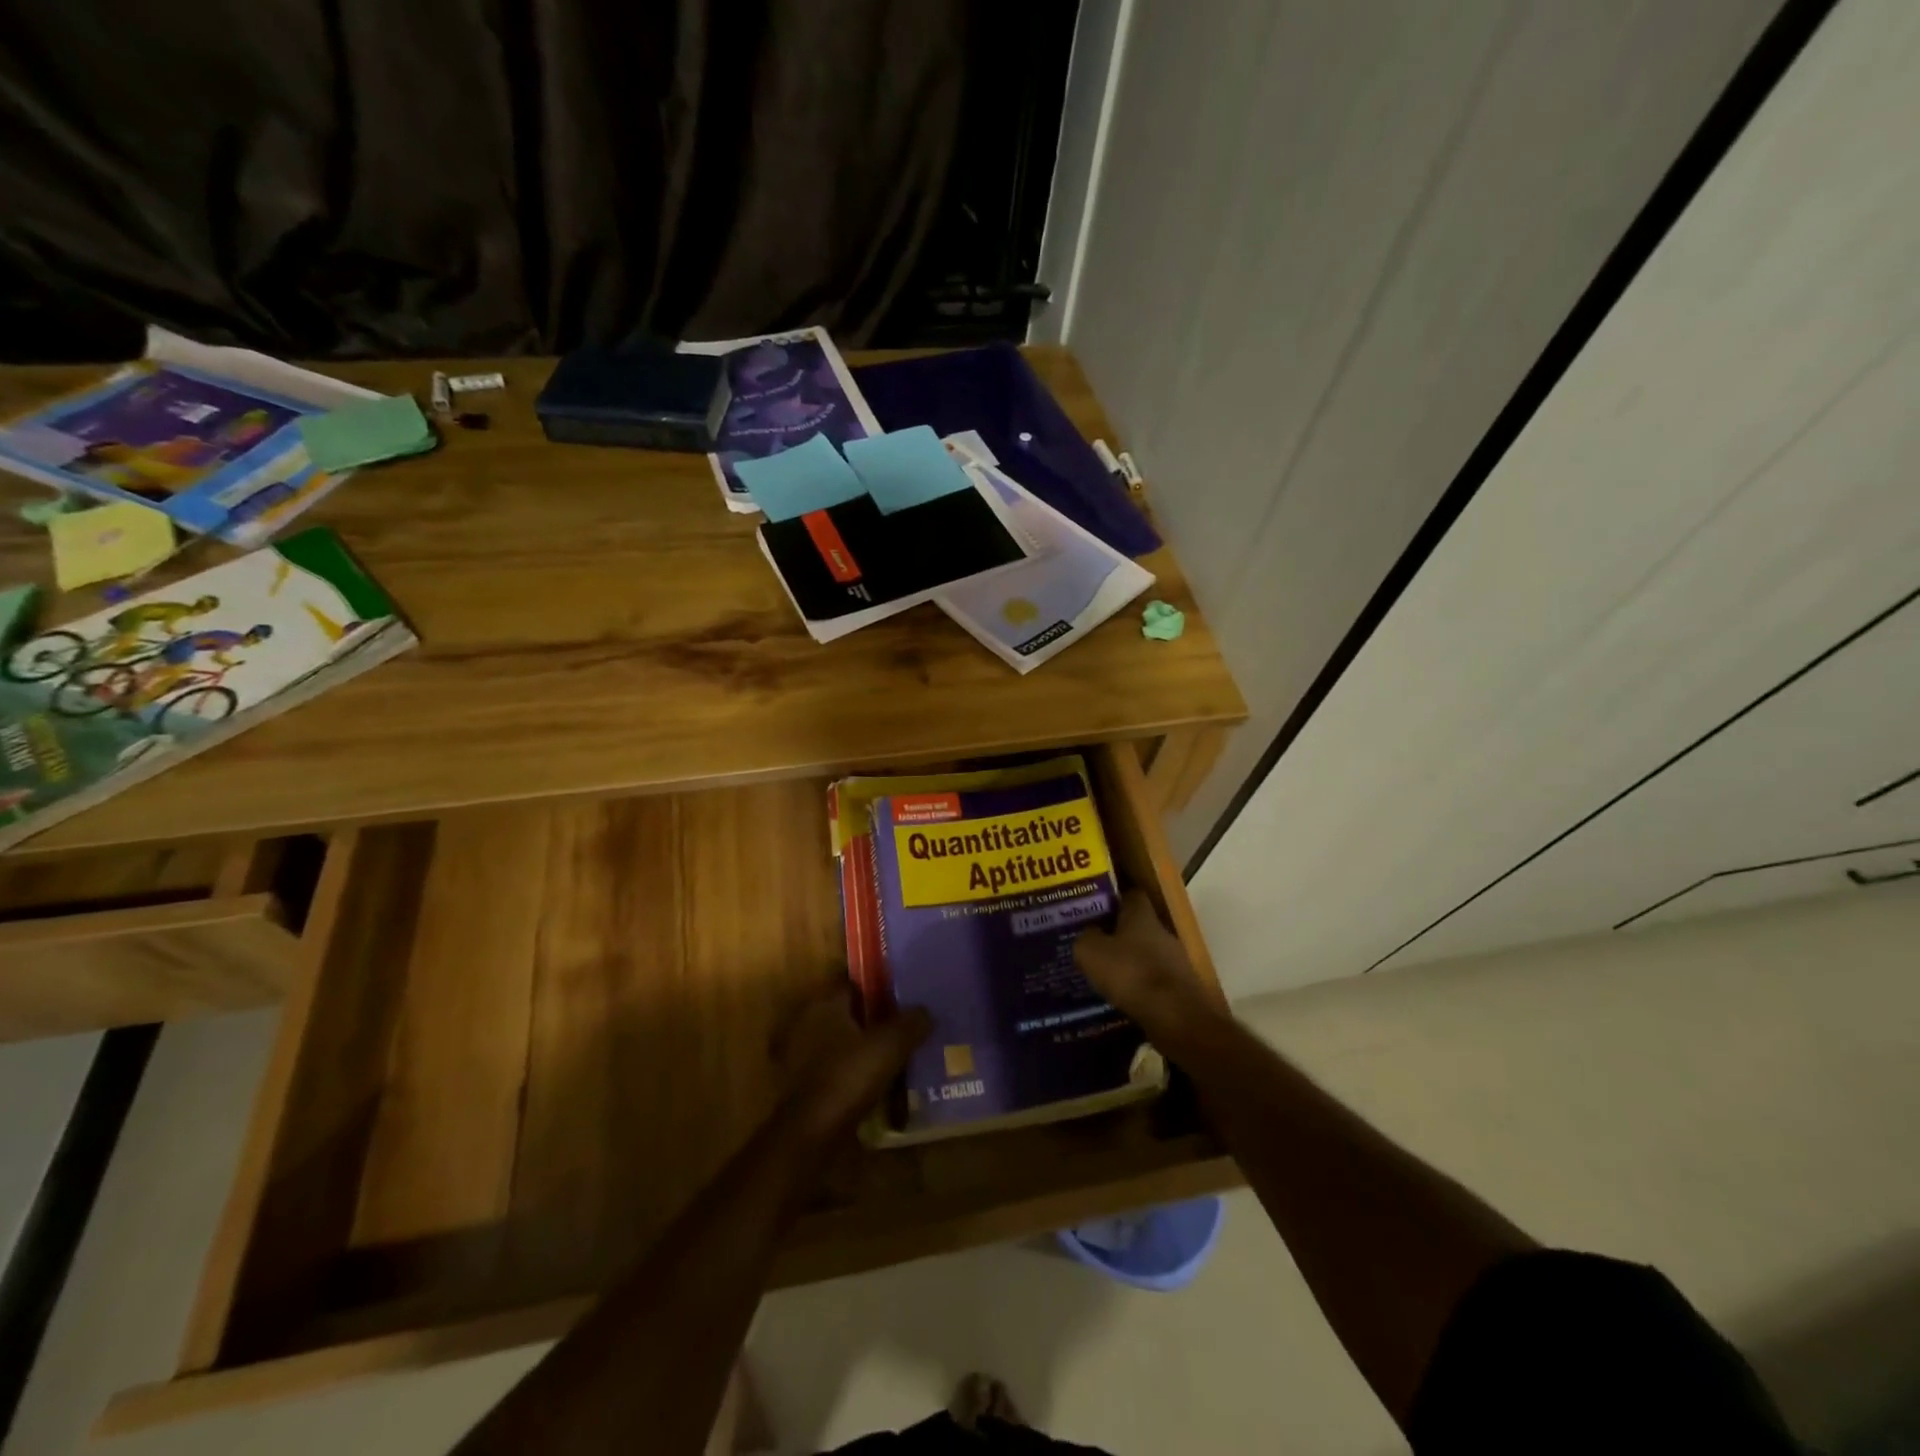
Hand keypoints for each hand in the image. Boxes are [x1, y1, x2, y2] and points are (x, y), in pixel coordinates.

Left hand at [775, 993, 930, 1145]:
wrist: (809, 1135)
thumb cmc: (847, 1077)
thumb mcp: (889, 1046)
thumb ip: (910, 1023)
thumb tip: (926, 1011)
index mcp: (824, 1004)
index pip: (853, 983)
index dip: (879, 987)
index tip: (904, 997)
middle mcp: (806, 1022)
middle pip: (847, 1013)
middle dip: (872, 1020)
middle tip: (904, 1028)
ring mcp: (799, 1056)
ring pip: (840, 1042)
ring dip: (861, 1049)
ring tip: (894, 1058)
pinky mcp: (800, 1086)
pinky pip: (833, 1069)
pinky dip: (850, 1073)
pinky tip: (874, 1084)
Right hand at [1075, 890, 1217, 1040]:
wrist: (1175, 1016)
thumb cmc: (1130, 973)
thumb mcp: (1091, 952)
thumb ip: (1085, 937)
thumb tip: (1088, 933)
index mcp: (1141, 915)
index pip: (1130, 894)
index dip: (1113, 898)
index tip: (1095, 906)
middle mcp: (1162, 931)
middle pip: (1139, 925)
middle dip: (1118, 933)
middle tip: (1095, 942)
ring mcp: (1176, 960)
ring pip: (1147, 953)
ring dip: (1130, 961)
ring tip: (1105, 973)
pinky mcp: (1181, 987)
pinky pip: (1154, 979)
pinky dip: (1140, 985)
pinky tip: (1123, 996)